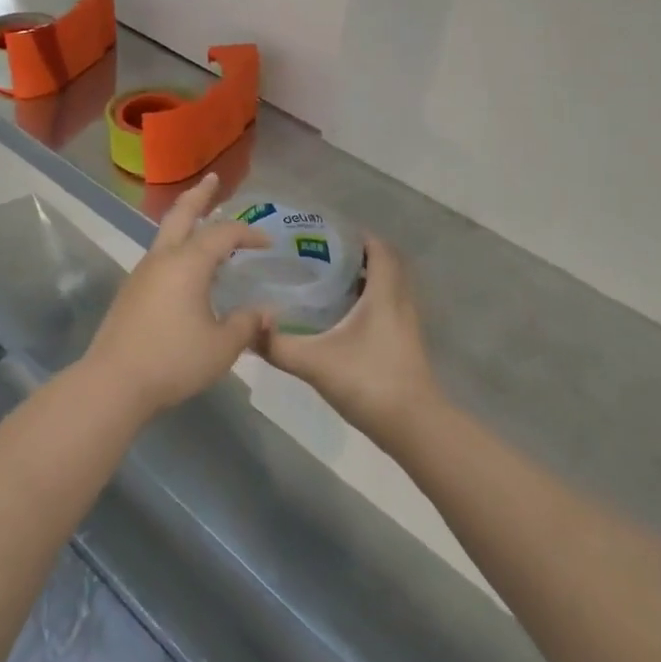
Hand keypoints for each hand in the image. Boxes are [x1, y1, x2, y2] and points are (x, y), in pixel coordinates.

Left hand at [81, 173, 271, 422]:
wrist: (114, 381)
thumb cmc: (174, 360)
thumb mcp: (222, 347)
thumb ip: (248, 324)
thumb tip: (267, 312)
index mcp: (188, 263)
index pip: (223, 234)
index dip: (248, 233)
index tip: (268, 242)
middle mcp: (163, 258)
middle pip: (181, 213)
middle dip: (200, 195)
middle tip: (213, 178)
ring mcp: (142, 273)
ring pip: (166, 234)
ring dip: (185, 220)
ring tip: (202, 222)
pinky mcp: (131, 291)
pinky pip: (160, 256)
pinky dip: (177, 247)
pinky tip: (186, 268)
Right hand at [258, 235, 443, 447]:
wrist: (414, 427)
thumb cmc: (369, 382)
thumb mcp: (315, 363)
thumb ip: (278, 346)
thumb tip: (246, 329)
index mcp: (384, 293)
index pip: (379, 248)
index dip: (357, 236)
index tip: (325, 233)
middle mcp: (400, 302)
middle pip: (385, 264)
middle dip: (356, 255)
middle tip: (320, 255)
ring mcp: (406, 325)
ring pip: (388, 287)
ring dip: (364, 279)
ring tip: (326, 281)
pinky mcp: (405, 344)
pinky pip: (388, 307)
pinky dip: (369, 302)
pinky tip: (341, 317)